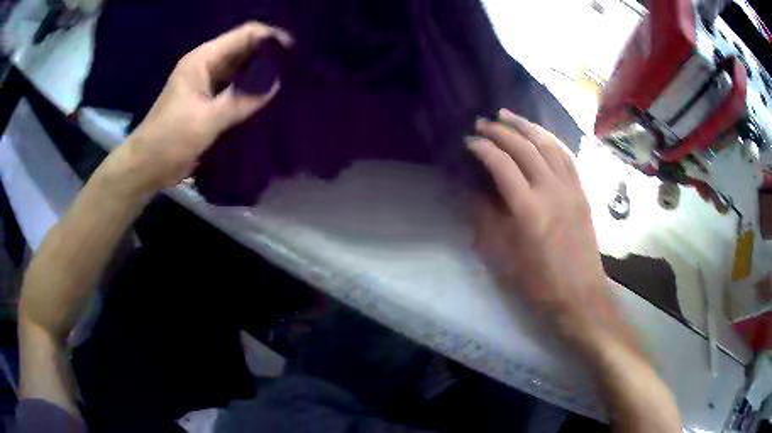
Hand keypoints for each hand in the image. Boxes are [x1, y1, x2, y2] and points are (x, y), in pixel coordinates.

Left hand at [112, 22, 292, 195]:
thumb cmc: (169, 139)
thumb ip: (240, 100)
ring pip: (244, 71)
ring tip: (292, 85)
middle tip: (298, 72)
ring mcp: (209, 84)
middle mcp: (208, 66)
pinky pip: (238, 90)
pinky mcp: (211, 102)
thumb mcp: (205, 120)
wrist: (147, 167)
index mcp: (203, 60)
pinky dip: (253, 94)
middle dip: (271, 58)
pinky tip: (271, 102)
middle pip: (246, 51)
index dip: (271, 39)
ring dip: (264, 76)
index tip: (295, 54)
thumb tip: (277, 83)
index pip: (245, 35)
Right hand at [468, 109, 620, 345]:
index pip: (502, 164)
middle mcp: (552, 190)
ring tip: (508, 114)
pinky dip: (550, 139)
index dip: (483, 148)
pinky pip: (567, 156)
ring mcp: (571, 188)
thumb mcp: (504, 256)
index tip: (468, 141)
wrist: (580, 295)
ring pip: (548, 144)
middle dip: (501, 130)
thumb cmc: (539, 282)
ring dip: (526, 126)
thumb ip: (486, 219)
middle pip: (525, 147)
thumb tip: (471, 191)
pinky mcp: (582, 192)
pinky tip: (540, 134)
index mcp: (529, 209)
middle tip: (483, 122)